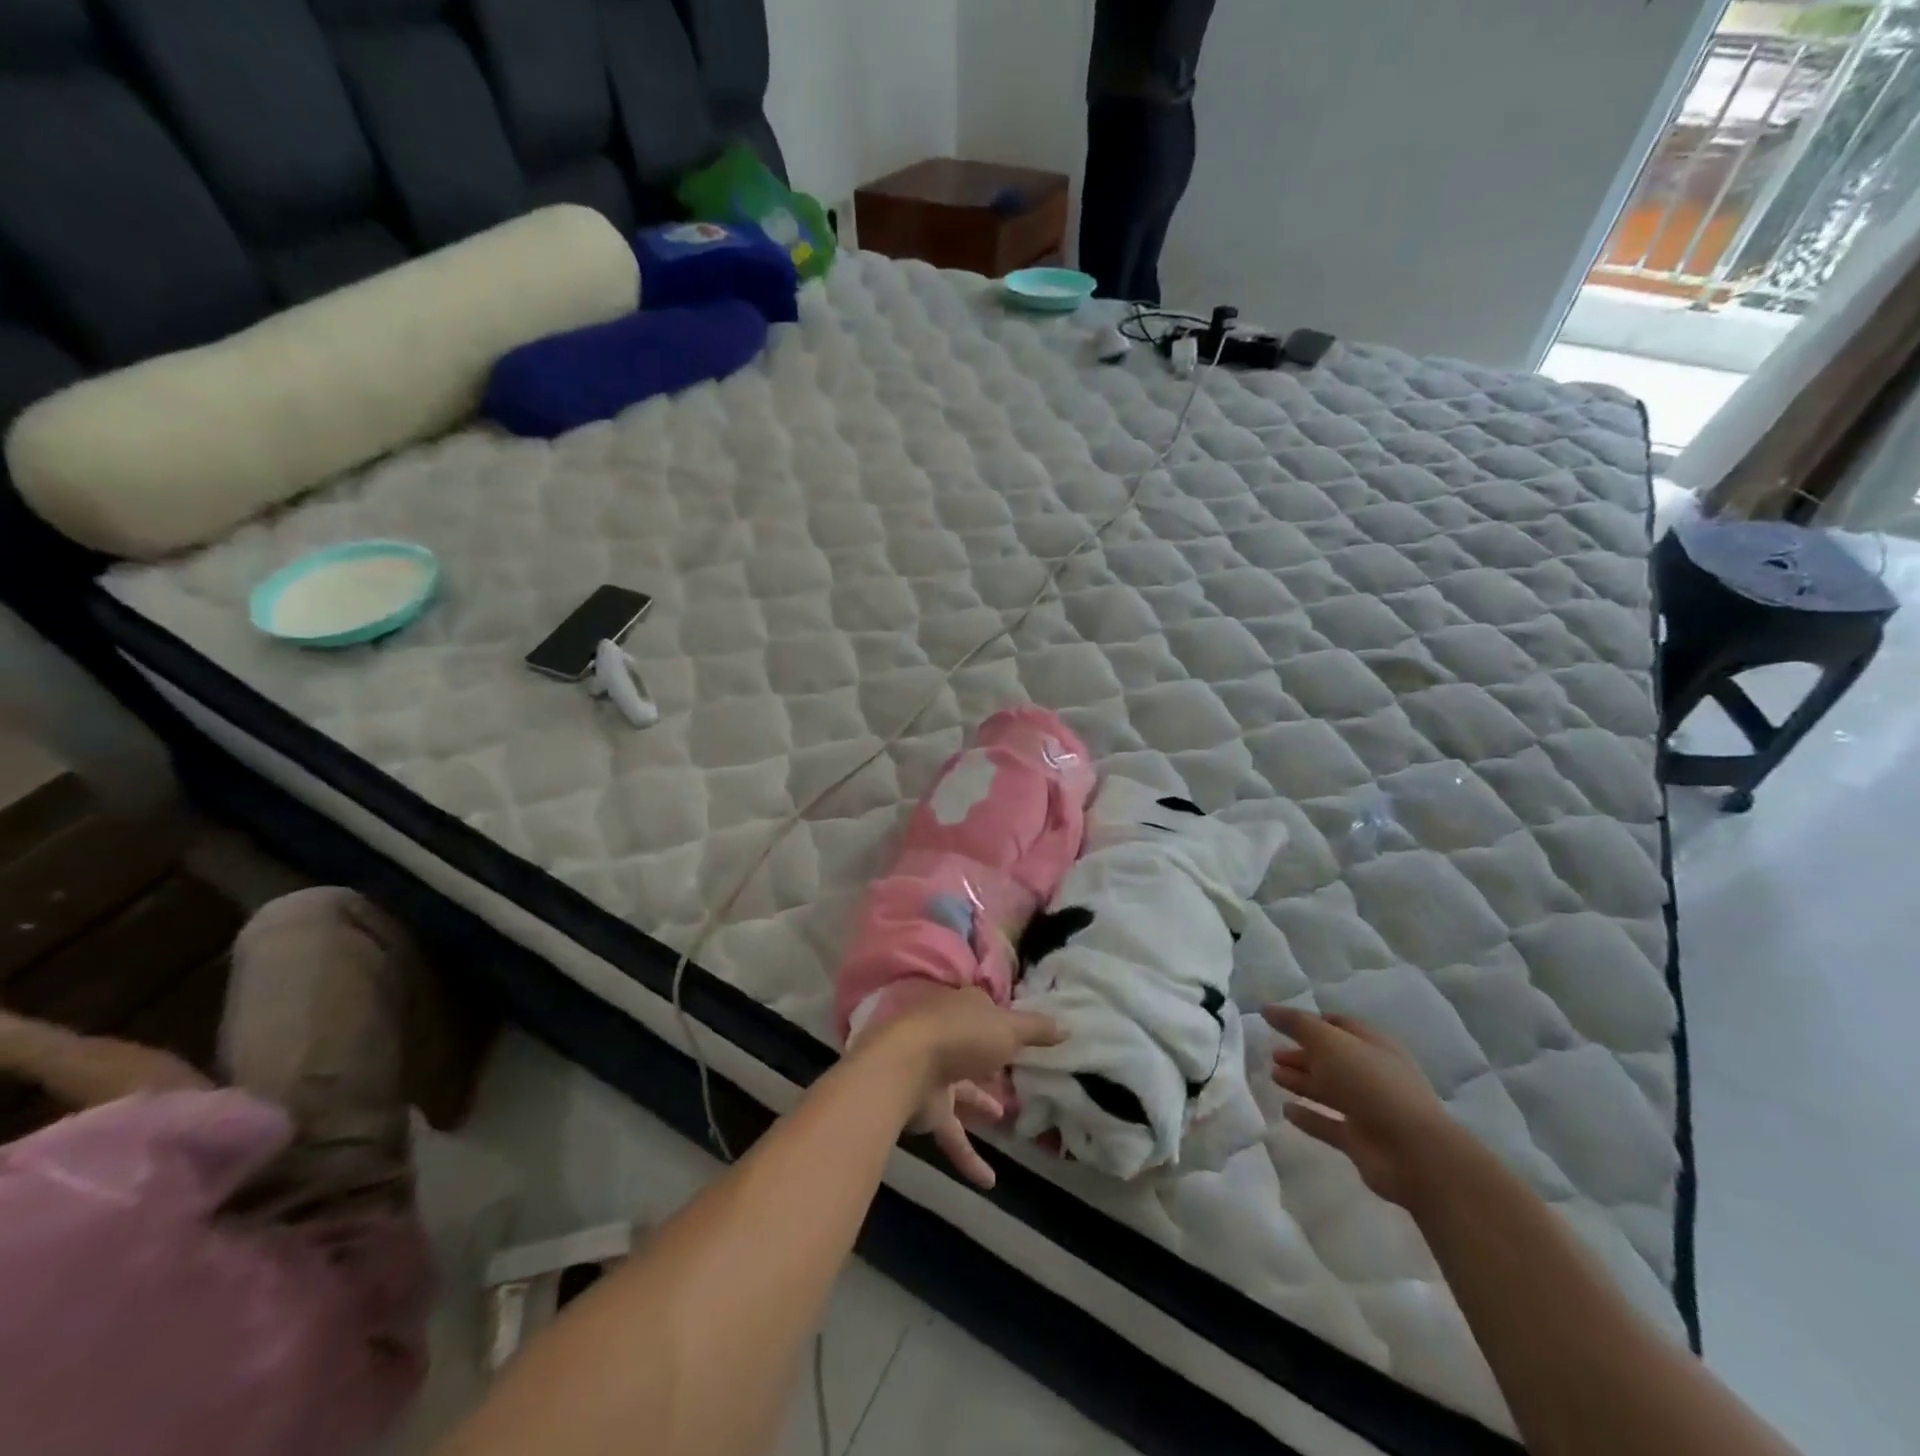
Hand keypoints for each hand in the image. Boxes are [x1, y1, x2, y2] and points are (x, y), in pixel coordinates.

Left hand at [870, 987, 1063, 1189]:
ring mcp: (934, 1072)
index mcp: (962, 1009)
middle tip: (1015, 1075)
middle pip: (972, 1048)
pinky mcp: (927, 1108)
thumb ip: (1037, 1030)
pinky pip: (952, 1133)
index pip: (985, 1011)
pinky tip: (990, 1182)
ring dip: (981, 1104)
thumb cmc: (961, 1036)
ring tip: (1004, 1118)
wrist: (905, 1067)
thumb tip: (1067, 1027)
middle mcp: (946, 1037)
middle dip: (989, 1062)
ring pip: (961, 1090)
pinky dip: (969, 1157)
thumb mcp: (1008, 1028)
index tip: (1021, 1036)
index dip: (1002, 1022)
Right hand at [1264, 1006, 1451, 1206]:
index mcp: (1372, 1045)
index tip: (1281, 1022)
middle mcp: (1372, 1074)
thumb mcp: (1330, 1043)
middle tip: (1272, 1054)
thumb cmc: (1371, 1085)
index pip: (1339, 1025)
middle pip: (1331, 1059)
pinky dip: (1308, 1117)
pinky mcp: (1360, 1141)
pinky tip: (1286, 1111)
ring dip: (1301, 1082)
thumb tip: (1267, 1008)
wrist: (1413, 1153)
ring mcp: (1368, 1109)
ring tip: (1273, 1076)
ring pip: (1328, 1090)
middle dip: (1302, 1054)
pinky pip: (1328, 1124)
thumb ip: (1297, 1024)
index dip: (1311, 1022)